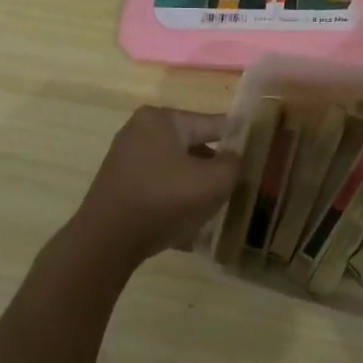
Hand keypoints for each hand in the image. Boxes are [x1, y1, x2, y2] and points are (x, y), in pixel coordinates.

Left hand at [69, 106, 239, 267]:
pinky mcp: (118, 184)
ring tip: (213, 207)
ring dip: (194, 185)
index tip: (257, 153)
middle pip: (192, 145)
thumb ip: (233, 164)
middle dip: (213, 166)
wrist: (105, 243)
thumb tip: (234, 158)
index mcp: (162, 119)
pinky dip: (173, 198)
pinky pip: (157, 185)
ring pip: (175, 168)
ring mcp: (125, 157)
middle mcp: (140, 130)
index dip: (237, 140)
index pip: (212, 124)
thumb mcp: (213, 182)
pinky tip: (186, 222)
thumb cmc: (163, 201)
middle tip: (236, 186)